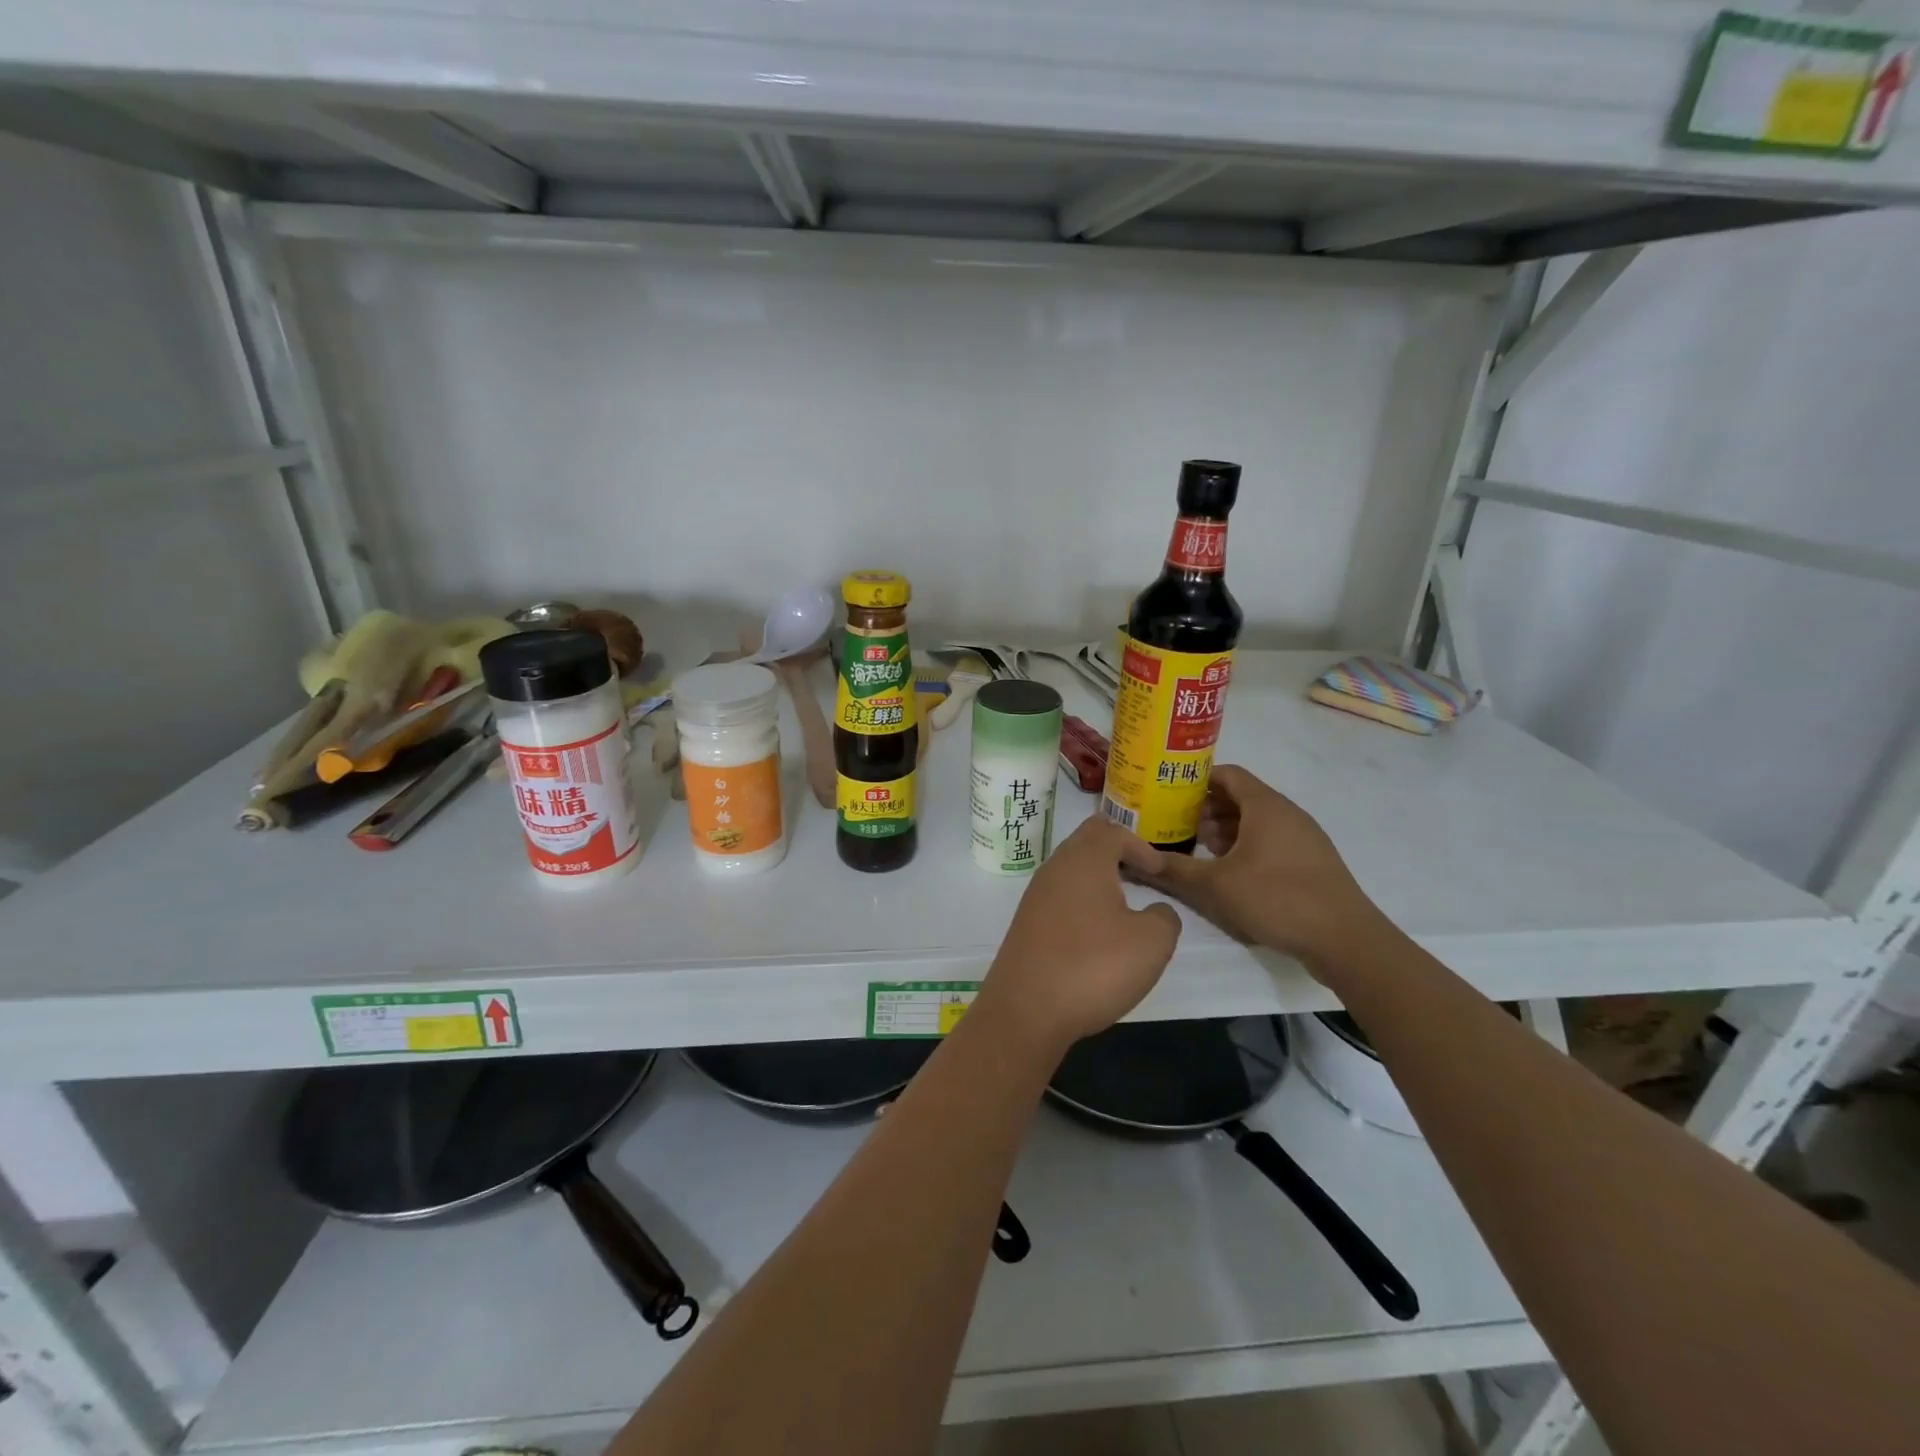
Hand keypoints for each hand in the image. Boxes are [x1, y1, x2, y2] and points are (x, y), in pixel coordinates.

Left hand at [978, 818, 1181, 1050]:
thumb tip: (1155, 911)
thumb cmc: (1094, 967)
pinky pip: (1060, 895)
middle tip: (1143, 875)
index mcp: (1085, 859)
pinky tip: (1096, 930)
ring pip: (1071, 868)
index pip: (1114, 831)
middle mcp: (1055, 868)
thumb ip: (1164, 917)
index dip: (1142, 847)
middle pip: (1087, 840)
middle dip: (1117, 851)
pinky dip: (1082, 900)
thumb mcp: (1152, 943)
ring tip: (1124, 904)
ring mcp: (1036, 895)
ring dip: (1098, 877)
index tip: (1161, 872)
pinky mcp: (1027, 923)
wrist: (1026, 1010)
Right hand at [1134, 764, 1383, 974]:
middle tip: (1176, 825)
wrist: (1345, 939)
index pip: (1226, 774)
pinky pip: (1271, 840)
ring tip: (1198, 849)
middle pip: (1240, 796)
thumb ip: (1175, 869)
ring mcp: (1303, 837)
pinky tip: (1230, 872)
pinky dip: (1246, 846)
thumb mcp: (1216, 885)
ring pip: (1256, 821)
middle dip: (1206, 808)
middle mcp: (1286, 813)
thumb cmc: (1277, 898)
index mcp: (1265, 805)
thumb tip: (1136, 859)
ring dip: (1225, 829)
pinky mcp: (1311, 861)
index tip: (1168, 794)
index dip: (1195, 780)